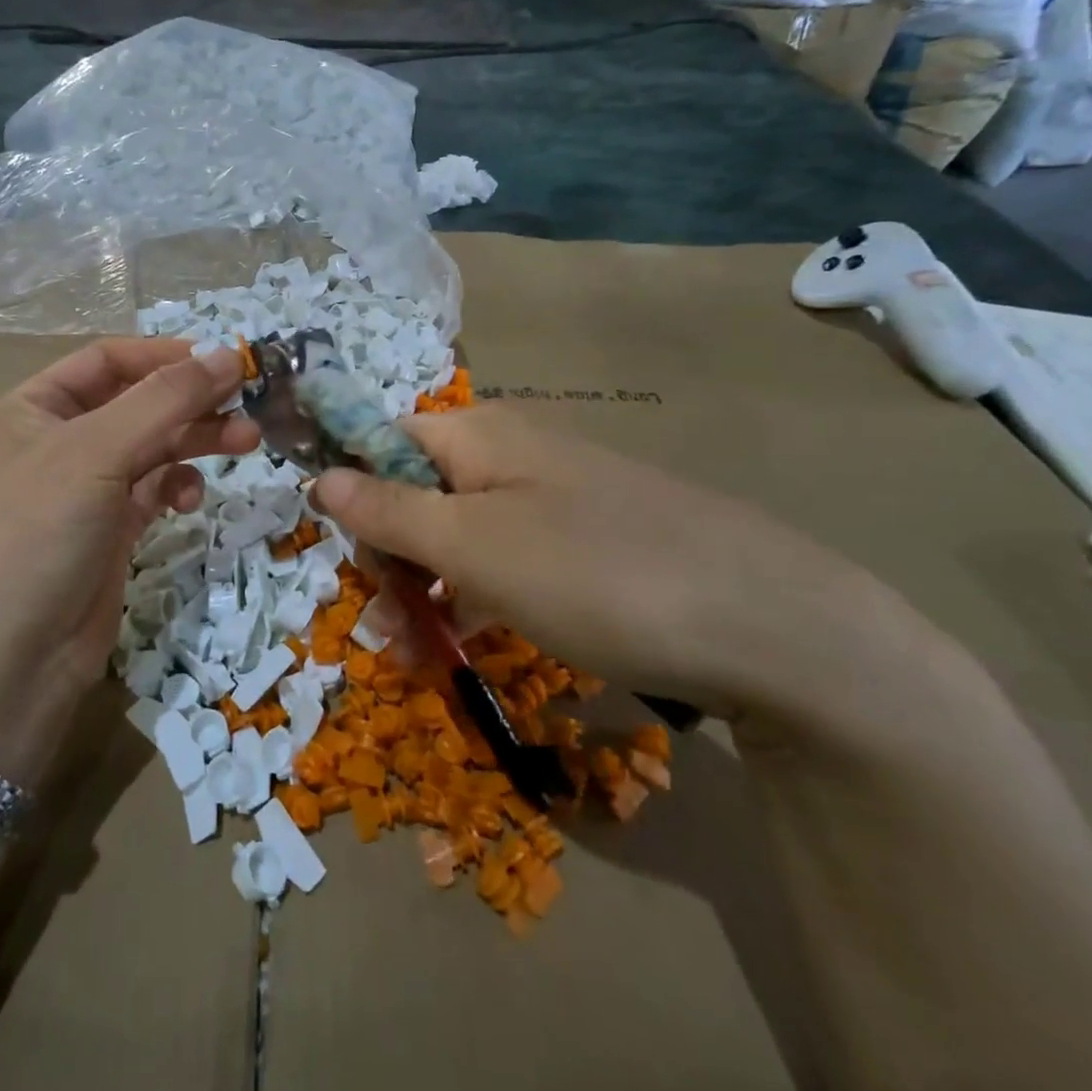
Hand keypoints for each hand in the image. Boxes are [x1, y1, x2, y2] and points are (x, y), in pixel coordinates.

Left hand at [0, 340, 257, 778]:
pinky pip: (152, 491)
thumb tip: (228, 354)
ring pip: (151, 447)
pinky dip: (177, 486)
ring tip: (246, 442)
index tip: (225, 361)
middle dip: (191, 401)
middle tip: (248, 405)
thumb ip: (165, 400)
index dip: (166, 355)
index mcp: (33, 408)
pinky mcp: (109, 532)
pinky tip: (192, 499)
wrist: (5, 665)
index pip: (108, 360)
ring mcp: (84, 490)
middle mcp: (57, 442)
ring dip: (196, 441)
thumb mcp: (96, 453)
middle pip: (137, 402)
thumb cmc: (36, 537)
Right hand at [311, 404, 929, 720]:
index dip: (356, 495)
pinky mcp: (587, 543)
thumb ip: (388, 510)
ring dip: (428, 588)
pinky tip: (472, 641)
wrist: (771, 626)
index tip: (353, 562)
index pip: (385, 443)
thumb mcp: (471, 545)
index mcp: (479, 434)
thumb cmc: (594, 573)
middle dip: (392, 558)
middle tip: (388, 630)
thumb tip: (319, 475)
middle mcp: (512, 453)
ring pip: (462, 533)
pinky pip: (509, 559)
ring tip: (420, 656)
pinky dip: (479, 597)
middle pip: (419, 492)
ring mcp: (553, 498)